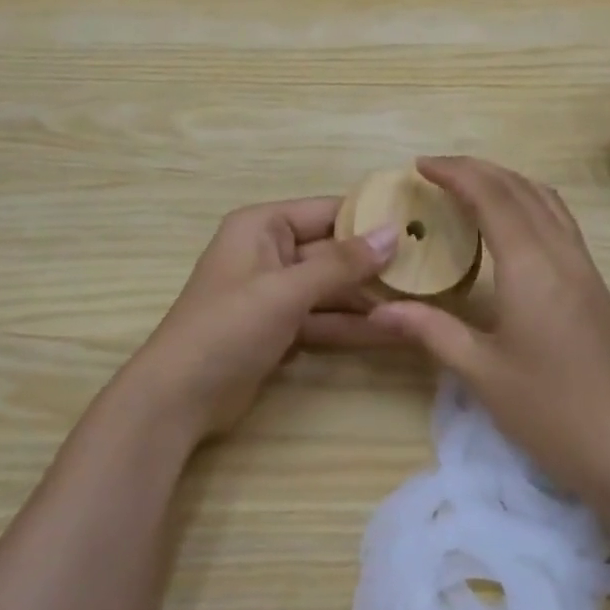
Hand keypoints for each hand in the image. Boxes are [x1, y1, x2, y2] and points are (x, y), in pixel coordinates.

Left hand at [125, 198, 397, 442]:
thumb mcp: (286, 290)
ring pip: (333, 288)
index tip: (419, 224)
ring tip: (423, 302)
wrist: (177, 399)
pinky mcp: (281, 328)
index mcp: (263, 225)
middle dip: (376, 264)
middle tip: (431, 268)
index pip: (328, 211)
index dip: (371, 218)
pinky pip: (325, 318)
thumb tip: (393, 231)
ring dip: (370, 299)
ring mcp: (277, 293)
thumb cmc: (227, 327)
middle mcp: (271, 251)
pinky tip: (395, 331)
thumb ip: (342, 263)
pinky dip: (353, 326)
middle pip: (334, 251)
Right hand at [318, 158, 609, 502]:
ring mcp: (583, 265)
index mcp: (531, 265)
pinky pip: (558, 219)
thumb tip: (377, 310)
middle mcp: (560, 252)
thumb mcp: (482, 373)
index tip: (419, 165)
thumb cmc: (553, 412)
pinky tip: (511, 223)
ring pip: (544, 199)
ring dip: (505, 180)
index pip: (491, 196)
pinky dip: (528, 201)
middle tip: (435, 171)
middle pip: (519, 188)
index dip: (455, 173)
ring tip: (468, 186)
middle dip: (476, 169)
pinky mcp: (594, 283)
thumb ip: (431, 331)